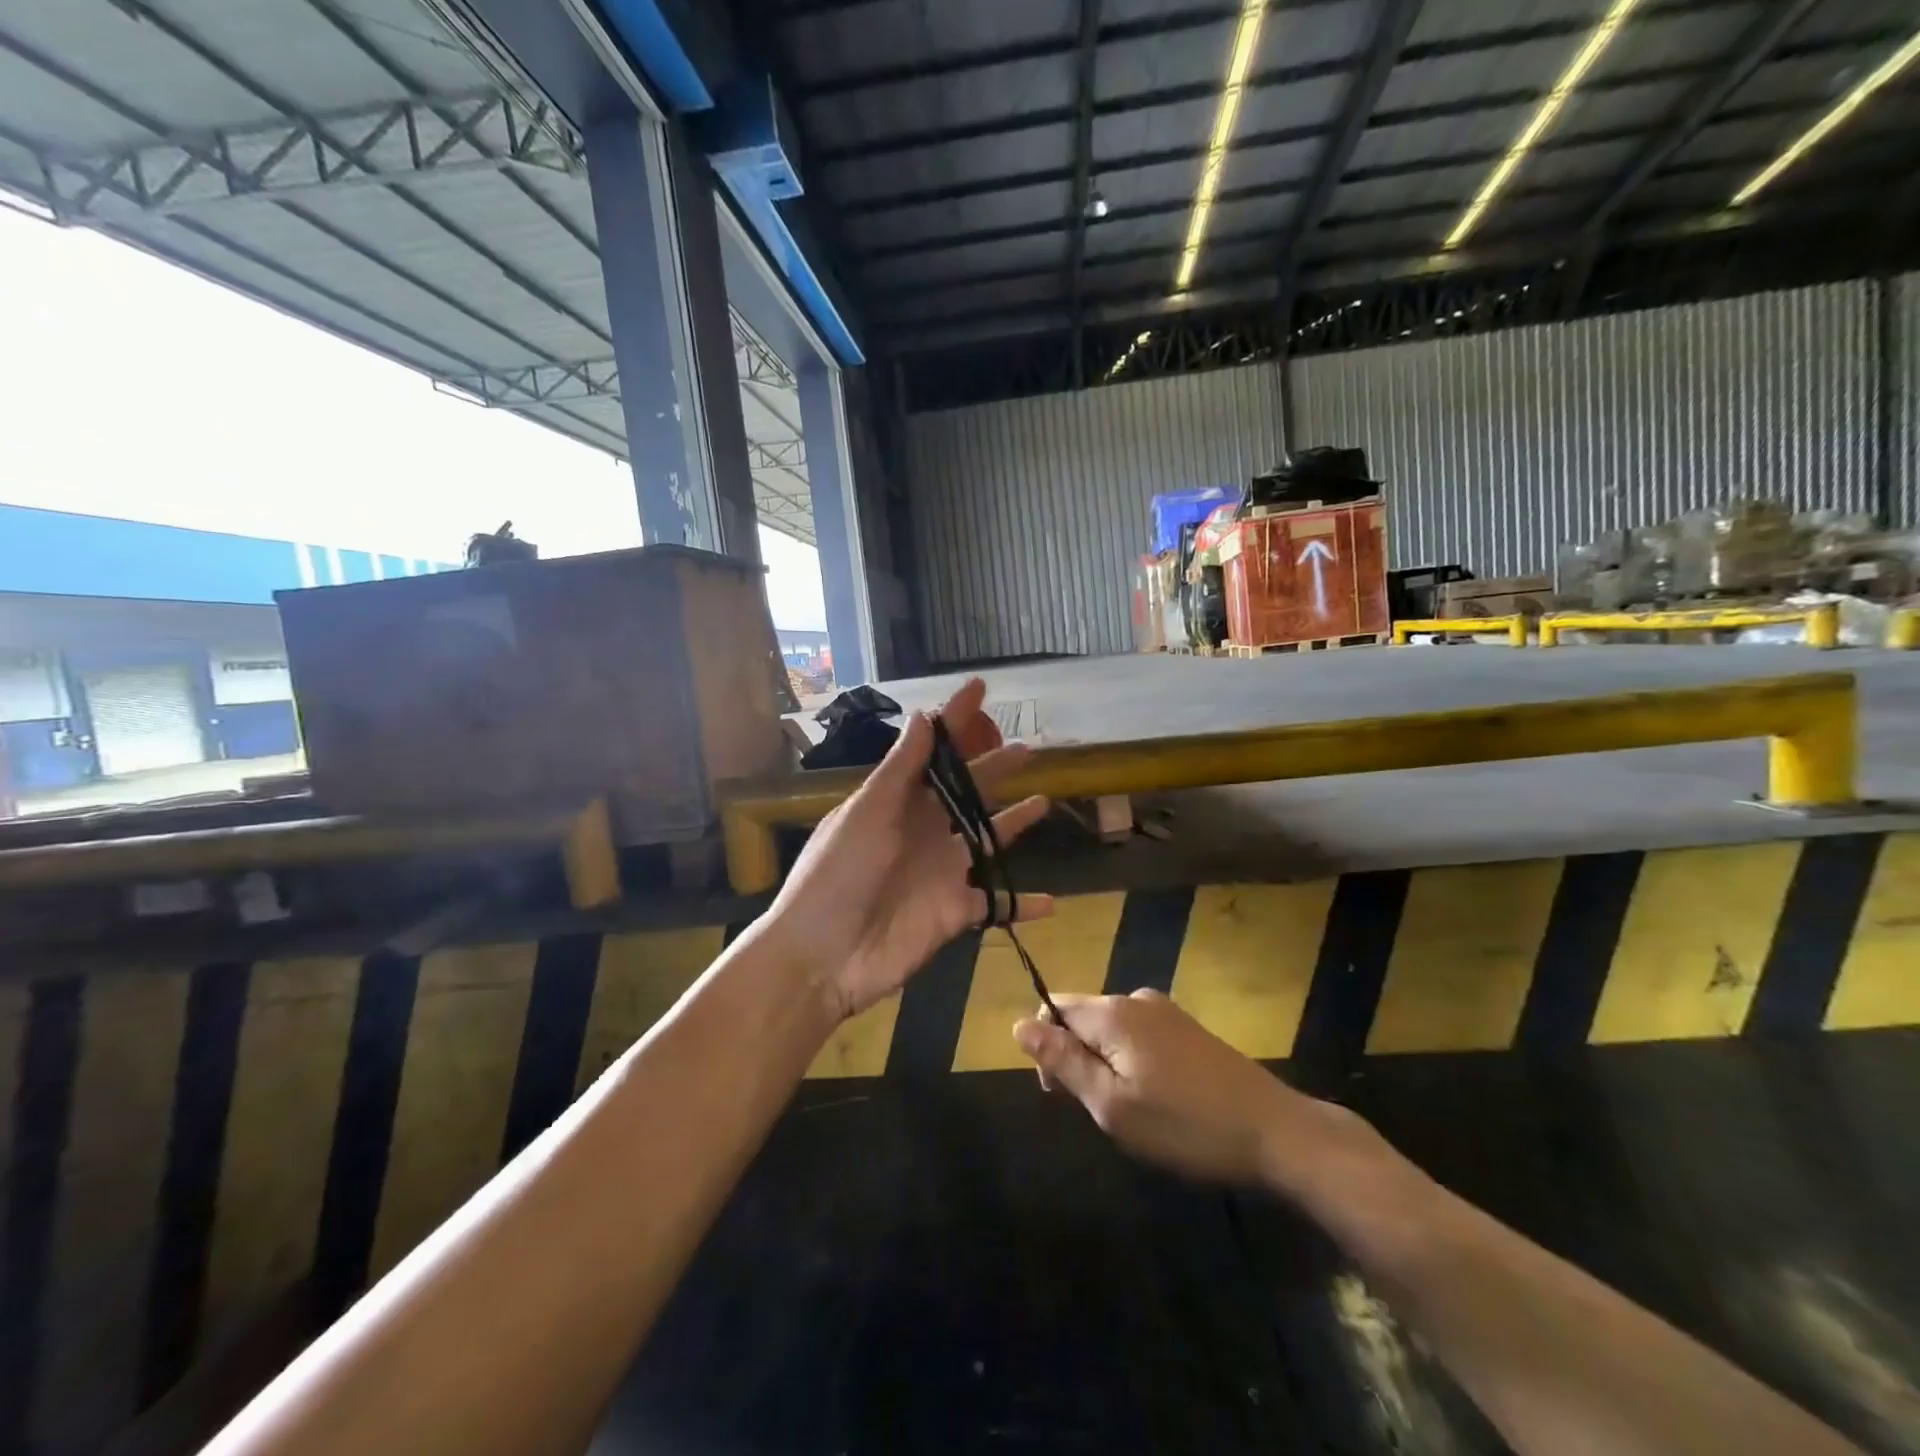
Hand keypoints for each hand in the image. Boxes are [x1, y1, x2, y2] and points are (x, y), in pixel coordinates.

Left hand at [765, 678, 1053, 1021]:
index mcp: (899, 802)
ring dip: (1015, 824)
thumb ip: (901, 769)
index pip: (934, 750)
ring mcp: (943, 872)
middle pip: (968, 792)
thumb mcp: (867, 813)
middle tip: (1028, 747)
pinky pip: (997, 904)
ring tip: (1045, 801)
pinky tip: (1052, 901)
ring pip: (989, 841)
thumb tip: (924, 715)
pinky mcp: (955, 912)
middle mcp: (925, 830)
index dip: (955, 719)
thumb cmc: (839, 874)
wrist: (824, 955)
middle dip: (995, 768)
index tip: (980, 687)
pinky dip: (1022, 903)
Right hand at [1014, 990, 1368, 1189]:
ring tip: (1132, 1112)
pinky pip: (1138, 1036)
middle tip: (1101, 1112)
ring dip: (1105, 1064)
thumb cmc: (1185, 1125)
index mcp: (1112, 1012)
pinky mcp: (1188, 1028)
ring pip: (1110, 1030)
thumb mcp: (1112, 1105)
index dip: (1045, 1048)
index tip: (1062, 1095)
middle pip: (1081, 1017)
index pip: (1052, 1007)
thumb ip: (1063, 1061)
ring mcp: (1166, 1011)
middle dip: (1076, 1058)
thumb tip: (1019, 1024)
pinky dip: (1132, 1063)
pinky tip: (1158, 1100)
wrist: (1275, 1131)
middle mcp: (1135, 999)